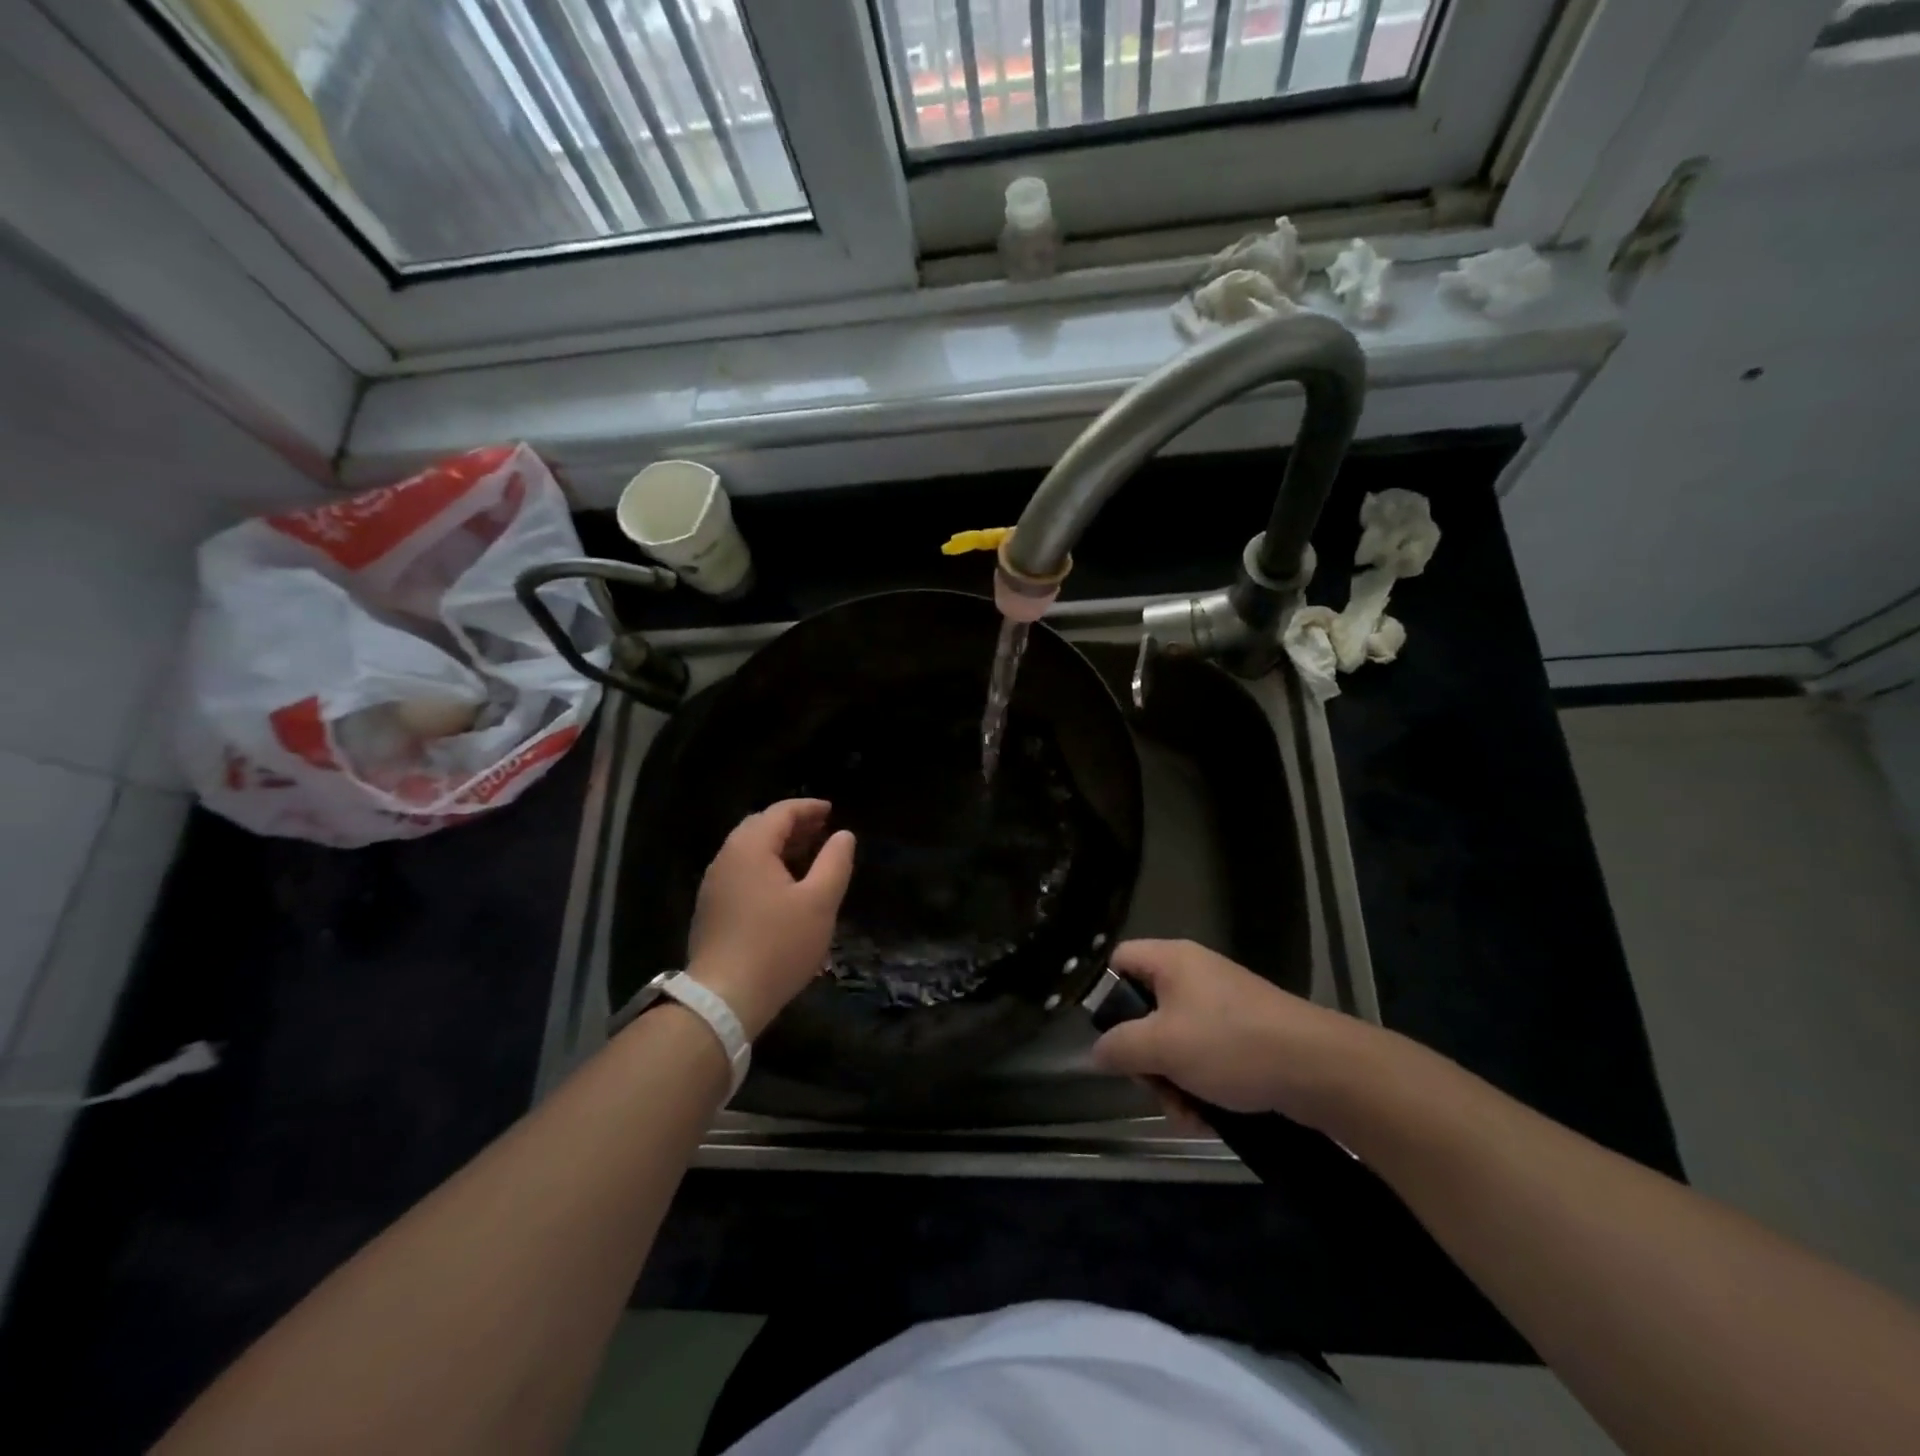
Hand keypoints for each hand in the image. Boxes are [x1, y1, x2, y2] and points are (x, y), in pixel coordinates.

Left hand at [685, 799, 854, 1038]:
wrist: (724, 998)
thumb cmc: (778, 945)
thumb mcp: (820, 902)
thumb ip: (835, 862)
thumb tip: (844, 835)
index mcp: (750, 848)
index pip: (780, 813)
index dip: (808, 808)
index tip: (831, 810)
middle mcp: (726, 858)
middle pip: (760, 827)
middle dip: (792, 825)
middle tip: (821, 831)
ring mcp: (714, 885)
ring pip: (748, 851)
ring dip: (778, 846)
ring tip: (808, 856)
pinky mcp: (711, 909)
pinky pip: (741, 872)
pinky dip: (765, 866)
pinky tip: (783, 886)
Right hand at [1090, 939, 1367, 1126]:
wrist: (1320, 1068)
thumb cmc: (1230, 1044)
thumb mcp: (1162, 1046)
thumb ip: (1119, 1047)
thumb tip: (1096, 1053)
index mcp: (1171, 961)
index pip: (1119, 961)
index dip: (1105, 995)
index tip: (1110, 1037)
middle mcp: (1194, 975)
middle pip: (1145, 1010)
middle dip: (1145, 1057)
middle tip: (1153, 1087)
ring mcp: (1222, 1006)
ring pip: (1175, 1041)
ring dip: (1172, 1081)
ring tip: (1186, 1114)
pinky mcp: (1245, 1035)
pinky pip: (1205, 1056)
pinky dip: (1200, 1086)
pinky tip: (1207, 1117)